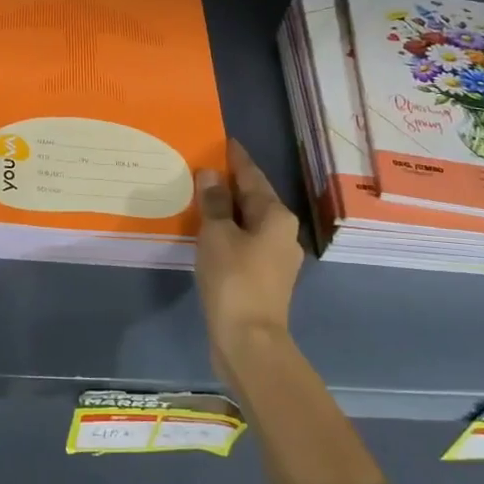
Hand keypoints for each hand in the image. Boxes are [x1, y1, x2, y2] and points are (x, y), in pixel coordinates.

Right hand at [194, 140, 303, 385]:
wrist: (249, 342)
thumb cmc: (234, 280)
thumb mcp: (217, 234)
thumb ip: (214, 201)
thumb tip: (211, 173)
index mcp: (276, 216)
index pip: (253, 176)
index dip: (236, 158)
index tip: (223, 141)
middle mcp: (282, 232)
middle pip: (253, 198)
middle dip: (230, 183)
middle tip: (203, 166)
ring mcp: (276, 258)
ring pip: (248, 222)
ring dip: (227, 209)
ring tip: (200, 196)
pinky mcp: (264, 279)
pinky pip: (244, 242)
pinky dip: (227, 232)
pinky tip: (207, 233)